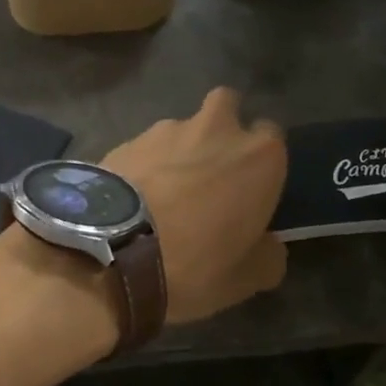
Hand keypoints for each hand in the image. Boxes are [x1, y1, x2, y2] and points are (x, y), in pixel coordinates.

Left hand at [102, 88, 288, 322]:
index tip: (249, 189)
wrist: (113, 252)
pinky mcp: (123, 141)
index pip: (272, 138)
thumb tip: (267, 245)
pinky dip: (143, 165)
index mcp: (259, 155)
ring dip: (178, 150)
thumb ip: (268, 253)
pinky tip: (133, 197)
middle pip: (225, 107)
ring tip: (163, 191)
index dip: (260, 163)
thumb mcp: (249, 278)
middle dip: (221, 129)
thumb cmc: (196, 263)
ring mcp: (164, 130)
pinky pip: (143, 148)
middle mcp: (216, 128)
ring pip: (180, 128)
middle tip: (211, 171)